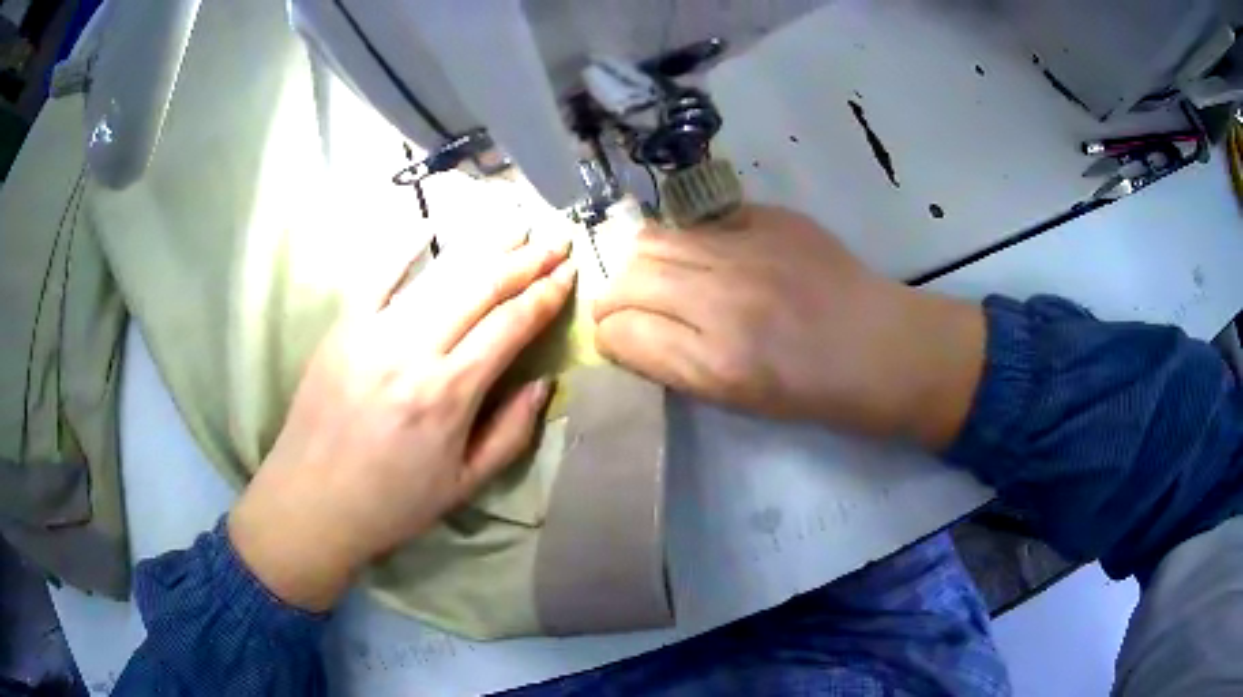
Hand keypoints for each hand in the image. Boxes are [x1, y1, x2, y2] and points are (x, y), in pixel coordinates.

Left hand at [229, 235, 574, 611]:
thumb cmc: (393, 504)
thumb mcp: (465, 484)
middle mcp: (413, 351)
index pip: (509, 326)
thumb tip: (544, 382)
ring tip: (513, 225)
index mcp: (449, 394)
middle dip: (525, 260)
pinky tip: (427, 225)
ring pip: (437, 275)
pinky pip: (375, 276)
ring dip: (481, 246)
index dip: (544, 295)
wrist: (312, 503)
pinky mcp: (342, 328)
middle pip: (479, 288)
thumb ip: (511, 433)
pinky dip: (402, 248)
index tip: (569, 272)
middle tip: (555, 240)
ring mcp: (372, 332)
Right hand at [593, 205, 983, 447]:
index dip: (607, 337)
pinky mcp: (769, 218)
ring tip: (658, 279)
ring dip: (641, 262)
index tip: (616, 340)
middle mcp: (723, 298)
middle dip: (612, 298)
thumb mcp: (738, 400)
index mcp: (717, 362)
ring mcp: (747, 249)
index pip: (620, 332)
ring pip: (654, 239)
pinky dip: (686, 238)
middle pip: (628, 278)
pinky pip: (699, 219)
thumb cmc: (815, 391)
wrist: (883, 346)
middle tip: (627, 309)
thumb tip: (628, 334)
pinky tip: (703, 255)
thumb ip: (673, 365)